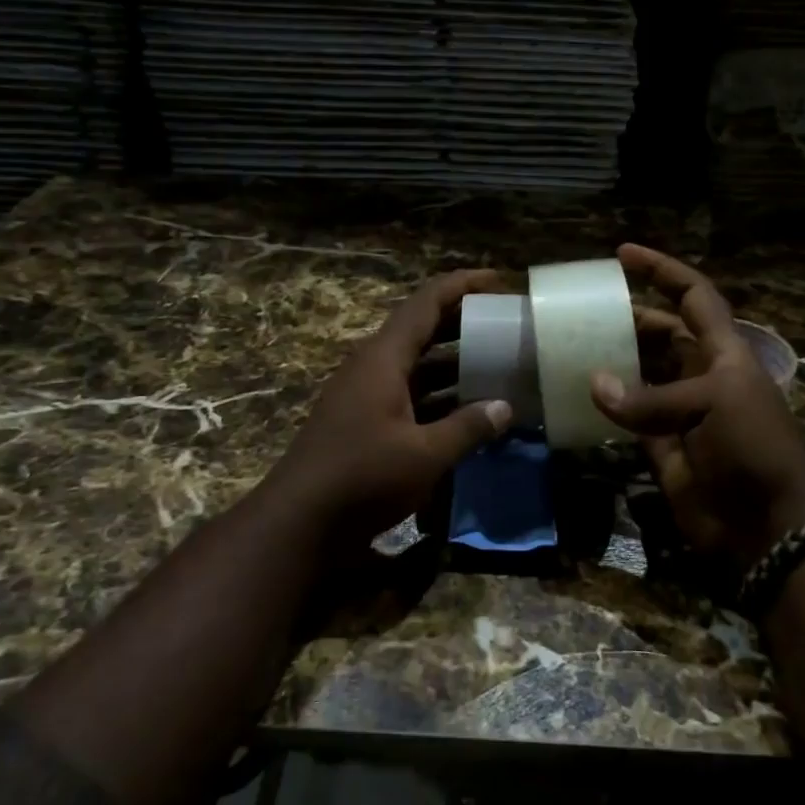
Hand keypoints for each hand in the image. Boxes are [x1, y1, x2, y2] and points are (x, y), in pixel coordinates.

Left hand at [271, 269, 513, 545]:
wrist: (299, 523)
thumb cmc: (363, 478)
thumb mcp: (425, 454)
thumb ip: (468, 428)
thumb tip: (505, 408)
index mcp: (384, 358)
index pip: (427, 302)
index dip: (463, 285)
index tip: (500, 281)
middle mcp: (372, 366)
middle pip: (422, 329)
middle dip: (463, 322)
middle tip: (506, 323)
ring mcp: (365, 393)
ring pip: (416, 364)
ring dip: (452, 362)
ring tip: (496, 364)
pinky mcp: (364, 420)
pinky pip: (408, 393)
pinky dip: (438, 395)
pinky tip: (466, 411)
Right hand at [592, 245, 804, 569]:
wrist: (767, 525)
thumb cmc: (753, 449)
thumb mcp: (713, 406)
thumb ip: (651, 397)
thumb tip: (594, 384)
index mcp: (723, 353)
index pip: (693, 297)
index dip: (662, 272)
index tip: (623, 254)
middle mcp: (699, 375)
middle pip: (659, 333)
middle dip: (626, 318)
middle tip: (582, 310)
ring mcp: (678, 410)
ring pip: (638, 374)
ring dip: (610, 360)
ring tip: (569, 346)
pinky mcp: (660, 445)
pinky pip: (626, 416)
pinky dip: (604, 405)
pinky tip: (575, 392)